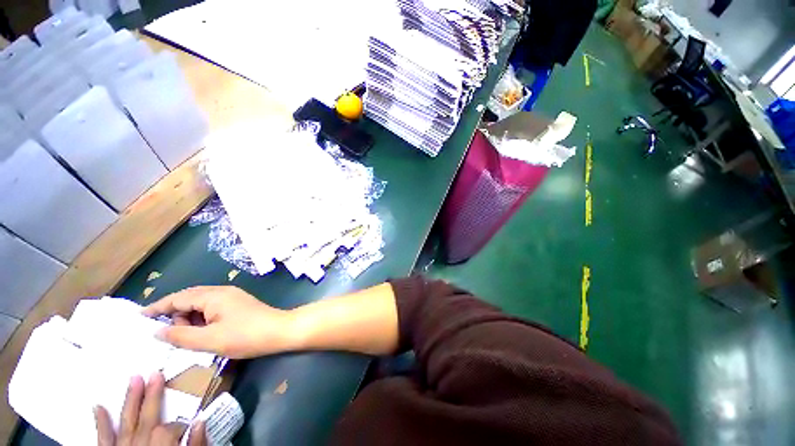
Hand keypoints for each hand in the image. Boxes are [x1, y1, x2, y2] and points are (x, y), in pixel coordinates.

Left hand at [94, 372, 205, 445]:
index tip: (188, 428)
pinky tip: (97, 406)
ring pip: (125, 423)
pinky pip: (102, 440)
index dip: (181, 425)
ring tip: (133, 379)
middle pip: (147, 419)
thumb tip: (200, 421)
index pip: (171, 429)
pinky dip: (100, 424)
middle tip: (155, 373)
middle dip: (152, 396)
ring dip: (129, 401)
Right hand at [143, 286, 293, 358]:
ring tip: (185, 337)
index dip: (158, 307)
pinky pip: (212, 309)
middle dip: (174, 314)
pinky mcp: (238, 305)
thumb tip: (157, 331)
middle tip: (166, 334)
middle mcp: (222, 291)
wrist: (279, 331)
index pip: (178, 298)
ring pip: (201, 304)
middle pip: (189, 299)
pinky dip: (201, 319)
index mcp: (213, 296)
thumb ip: (181, 335)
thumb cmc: (245, 336)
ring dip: (189, 318)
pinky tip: (201, 332)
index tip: (139, 316)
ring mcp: (232, 297)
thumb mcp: (209, 340)